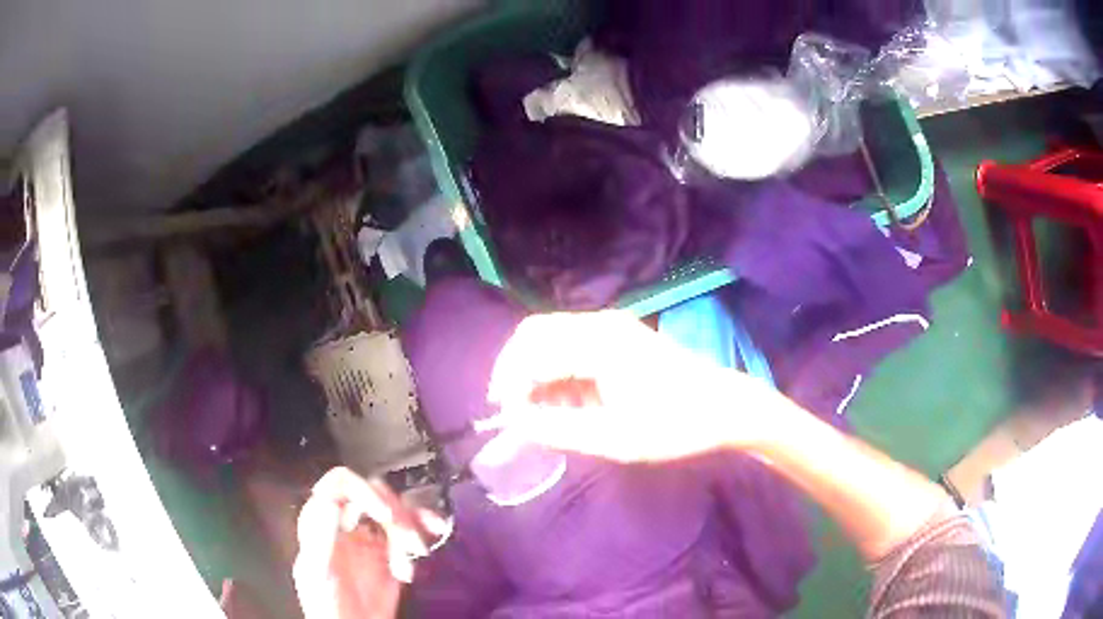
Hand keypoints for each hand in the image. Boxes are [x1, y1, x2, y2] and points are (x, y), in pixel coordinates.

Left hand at [293, 468, 449, 618]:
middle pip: (374, 495)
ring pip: (395, 510)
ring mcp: (371, 537)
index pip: (340, 485)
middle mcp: (347, 522)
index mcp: (321, 521)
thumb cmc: (326, 604)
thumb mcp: (317, 572)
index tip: (385, 515)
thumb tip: (330, 501)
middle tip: (408, 540)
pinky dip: (425, 526)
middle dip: (395, 513)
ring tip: (417, 551)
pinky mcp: (392, 554)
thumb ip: (321, 537)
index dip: (363, 490)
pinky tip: (435, 530)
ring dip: (412, 525)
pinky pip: (410, 530)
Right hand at [487, 311, 772, 462]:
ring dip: (535, 371)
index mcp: (598, 343)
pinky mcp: (617, 337)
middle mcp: (599, 324)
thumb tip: (516, 423)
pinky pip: (571, 346)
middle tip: (512, 411)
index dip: (510, 386)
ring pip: (550, 338)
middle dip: (515, 371)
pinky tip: (563, 401)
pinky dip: (556, 371)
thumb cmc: (674, 425)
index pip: (532, 353)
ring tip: (538, 412)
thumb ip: (558, 430)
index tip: (507, 420)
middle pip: (534, 334)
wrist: (724, 407)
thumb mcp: (613, 439)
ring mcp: (610, 327)